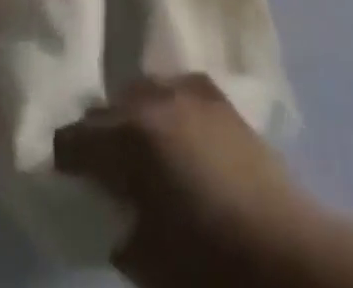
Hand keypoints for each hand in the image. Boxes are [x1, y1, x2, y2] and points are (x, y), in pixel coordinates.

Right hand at [53, 76, 310, 287]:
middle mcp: (153, 100)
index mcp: (130, 137)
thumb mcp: (149, 260)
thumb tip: (116, 216)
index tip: (64, 173)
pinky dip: (166, 105)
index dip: (65, 157)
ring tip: (138, 145)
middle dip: (98, 134)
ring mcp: (188, 91)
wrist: (288, 254)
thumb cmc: (209, 263)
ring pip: (141, 90)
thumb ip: (121, 228)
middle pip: (107, 108)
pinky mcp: (218, 97)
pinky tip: (173, 130)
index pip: (76, 136)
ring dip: (132, 114)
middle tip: (100, 165)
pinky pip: (176, 88)